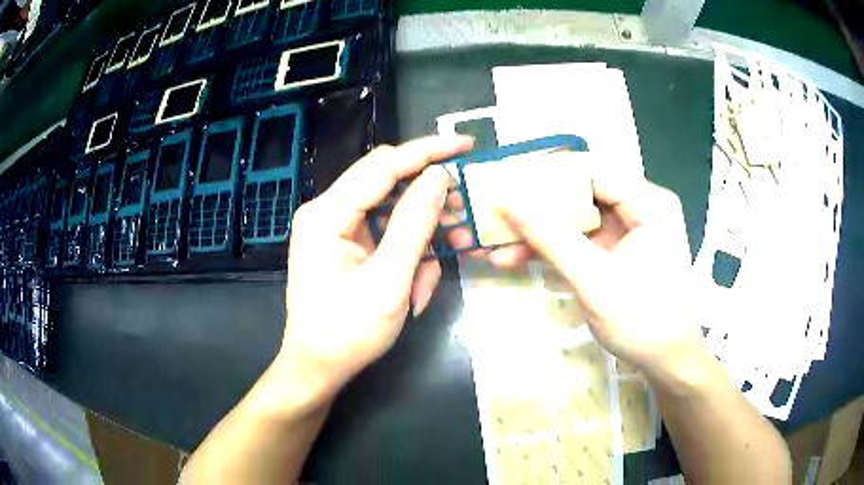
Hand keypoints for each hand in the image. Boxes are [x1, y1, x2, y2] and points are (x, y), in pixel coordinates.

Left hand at [274, 136, 473, 401]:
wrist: (317, 368)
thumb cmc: (348, 333)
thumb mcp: (389, 282)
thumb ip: (413, 224)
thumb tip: (438, 176)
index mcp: (327, 214)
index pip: (383, 165)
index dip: (427, 152)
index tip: (465, 144)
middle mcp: (327, 211)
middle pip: (387, 182)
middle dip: (429, 197)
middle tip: (464, 211)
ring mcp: (334, 228)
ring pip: (390, 210)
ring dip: (422, 232)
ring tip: (445, 258)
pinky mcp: (344, 245)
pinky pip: (384, 234)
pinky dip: (408, 252)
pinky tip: (419, 282)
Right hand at [489, 175, 710, 386]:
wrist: (666, 362)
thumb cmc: (641, 320)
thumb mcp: (593, 279)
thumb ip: (550, 237)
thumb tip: (506, 200)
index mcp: (649, 203)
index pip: (590, 173)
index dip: (546, 177)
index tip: (504, 183)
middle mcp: (641, 208)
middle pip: (580, 196)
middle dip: (535, 210)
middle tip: (494, 214)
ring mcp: (629, 232)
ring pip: (575, 221)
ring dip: (538, 234)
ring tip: (493, 244)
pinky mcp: (618, 253)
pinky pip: (580, 242)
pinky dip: (552, 251)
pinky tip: (515, 258)